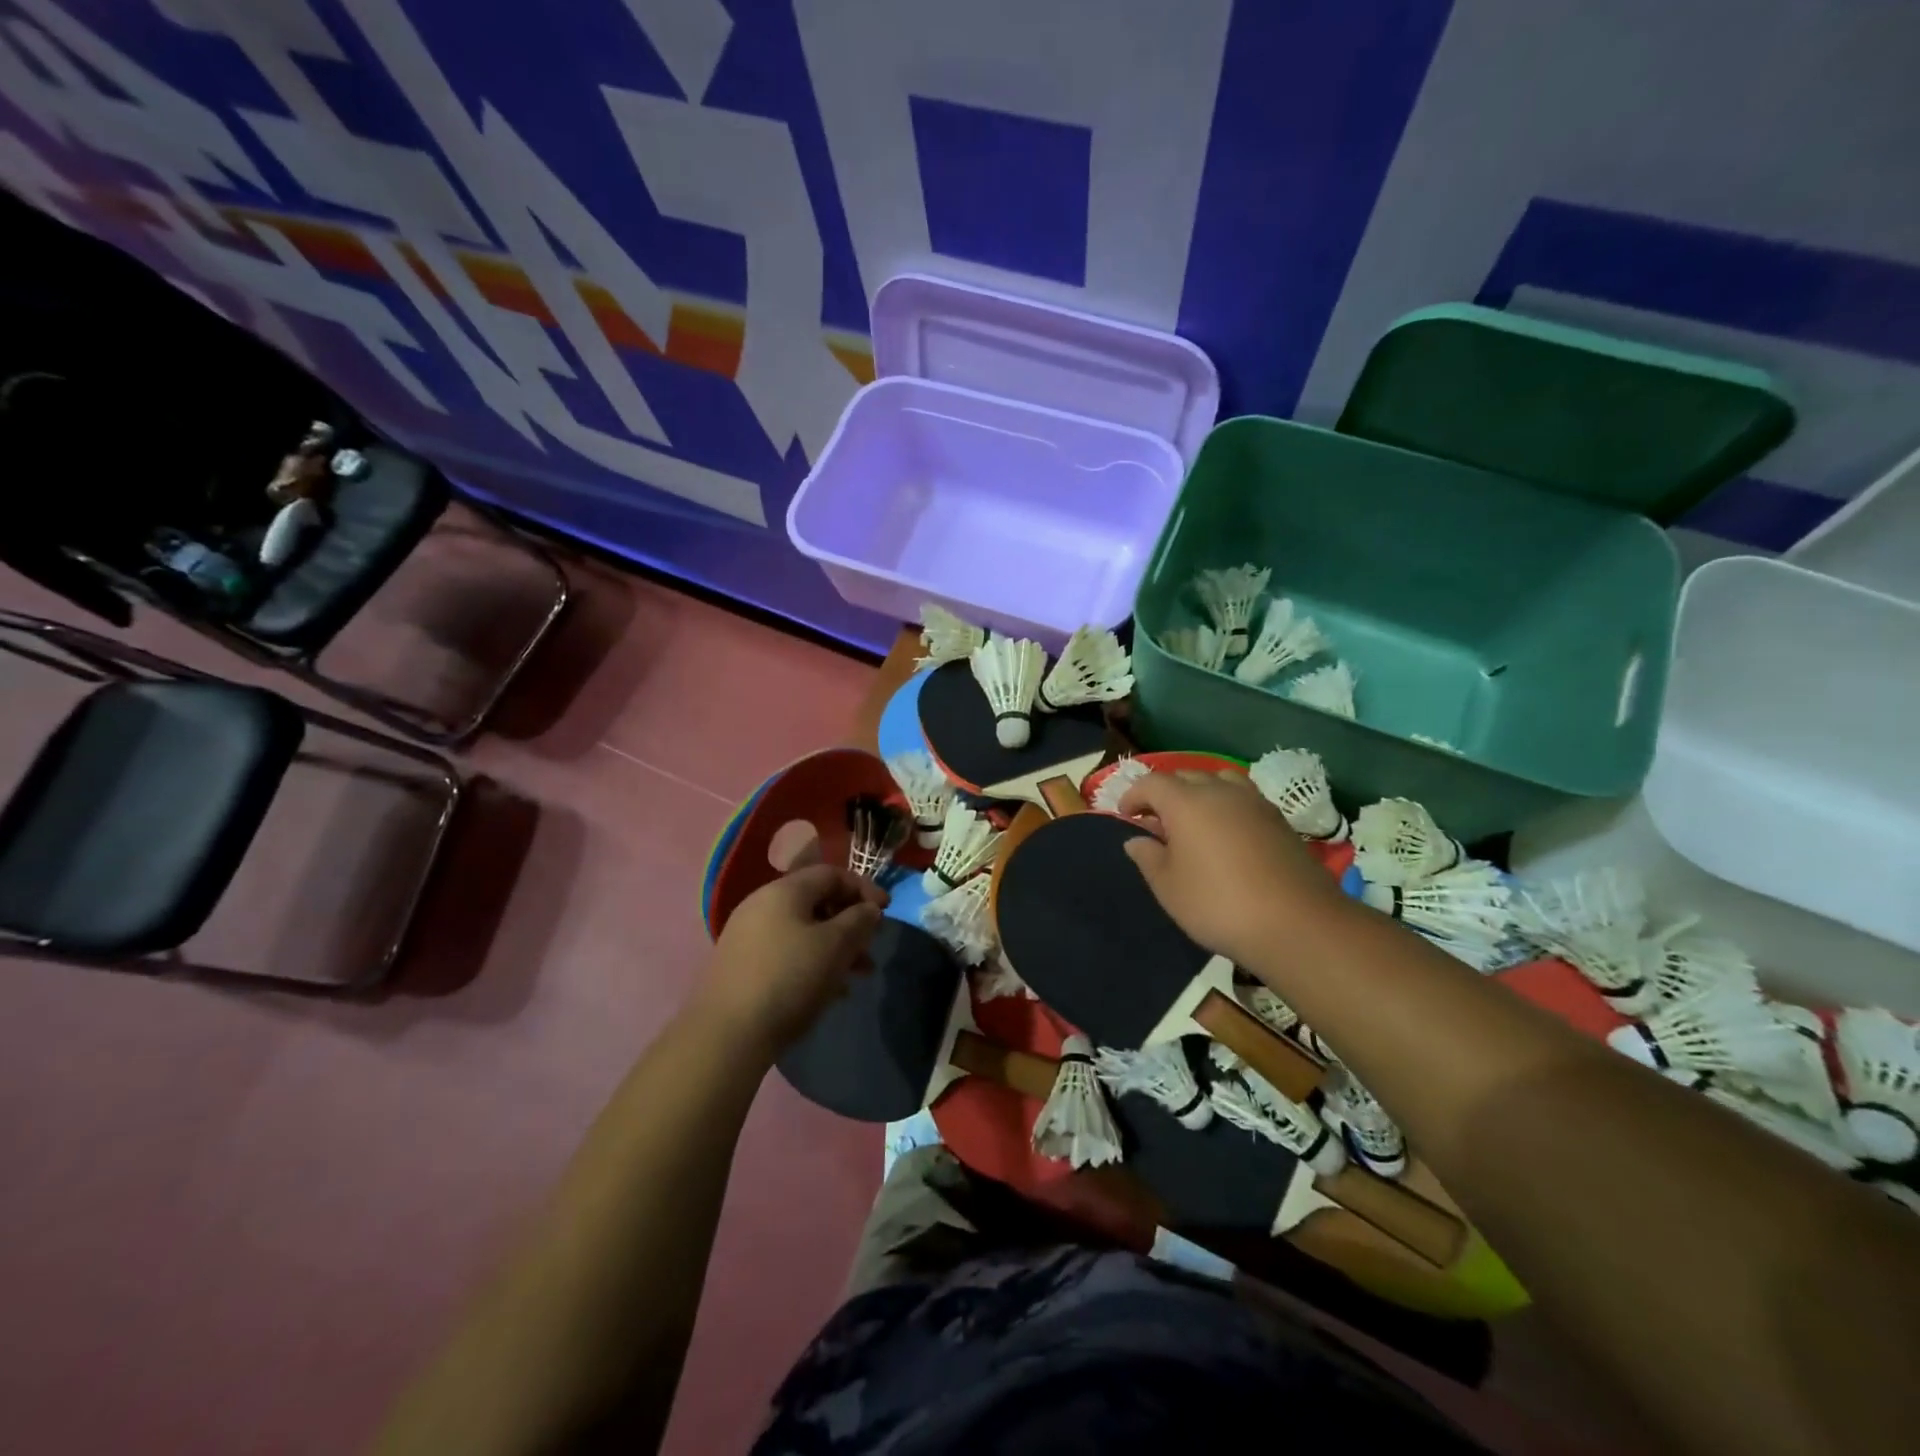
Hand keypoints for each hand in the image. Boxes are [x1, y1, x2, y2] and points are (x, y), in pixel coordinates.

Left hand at [699, 865, 887, 1058]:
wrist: (727, 1035)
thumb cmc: (790, 979)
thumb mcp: (836, 946)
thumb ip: (859, 921)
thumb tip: (869, 909)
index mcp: (784, 890)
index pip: (832, 873)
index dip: (864, 888)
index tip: (887, 912)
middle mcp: (762, 904)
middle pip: (817, 901)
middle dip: (850, 923)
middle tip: (871, 948)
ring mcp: (748, 935)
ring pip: (804, 930)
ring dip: (836, 947)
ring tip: (857, 976)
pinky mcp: (741, 965)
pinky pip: (787, 951)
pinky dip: (812, 962)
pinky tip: (828, 991)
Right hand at [1118, 770, 1350, 969]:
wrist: (1296, 923)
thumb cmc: (1218, 904)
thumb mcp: (1169, 887)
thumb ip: (1148, 857)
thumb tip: (1136, 840)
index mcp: (1186, 802)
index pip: (1151, 783)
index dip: (1134, 795)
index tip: (1125, 816)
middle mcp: (1220, 791)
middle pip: (1186, 776)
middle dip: (1165, 793)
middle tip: (1156, 821)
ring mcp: (1254, 802)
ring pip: (1220, 781)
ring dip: (1200, 793)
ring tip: (1194, 821)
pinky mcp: (1279, 819)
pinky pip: (1243, 799)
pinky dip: (1227, 806)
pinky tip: (1227, 835)